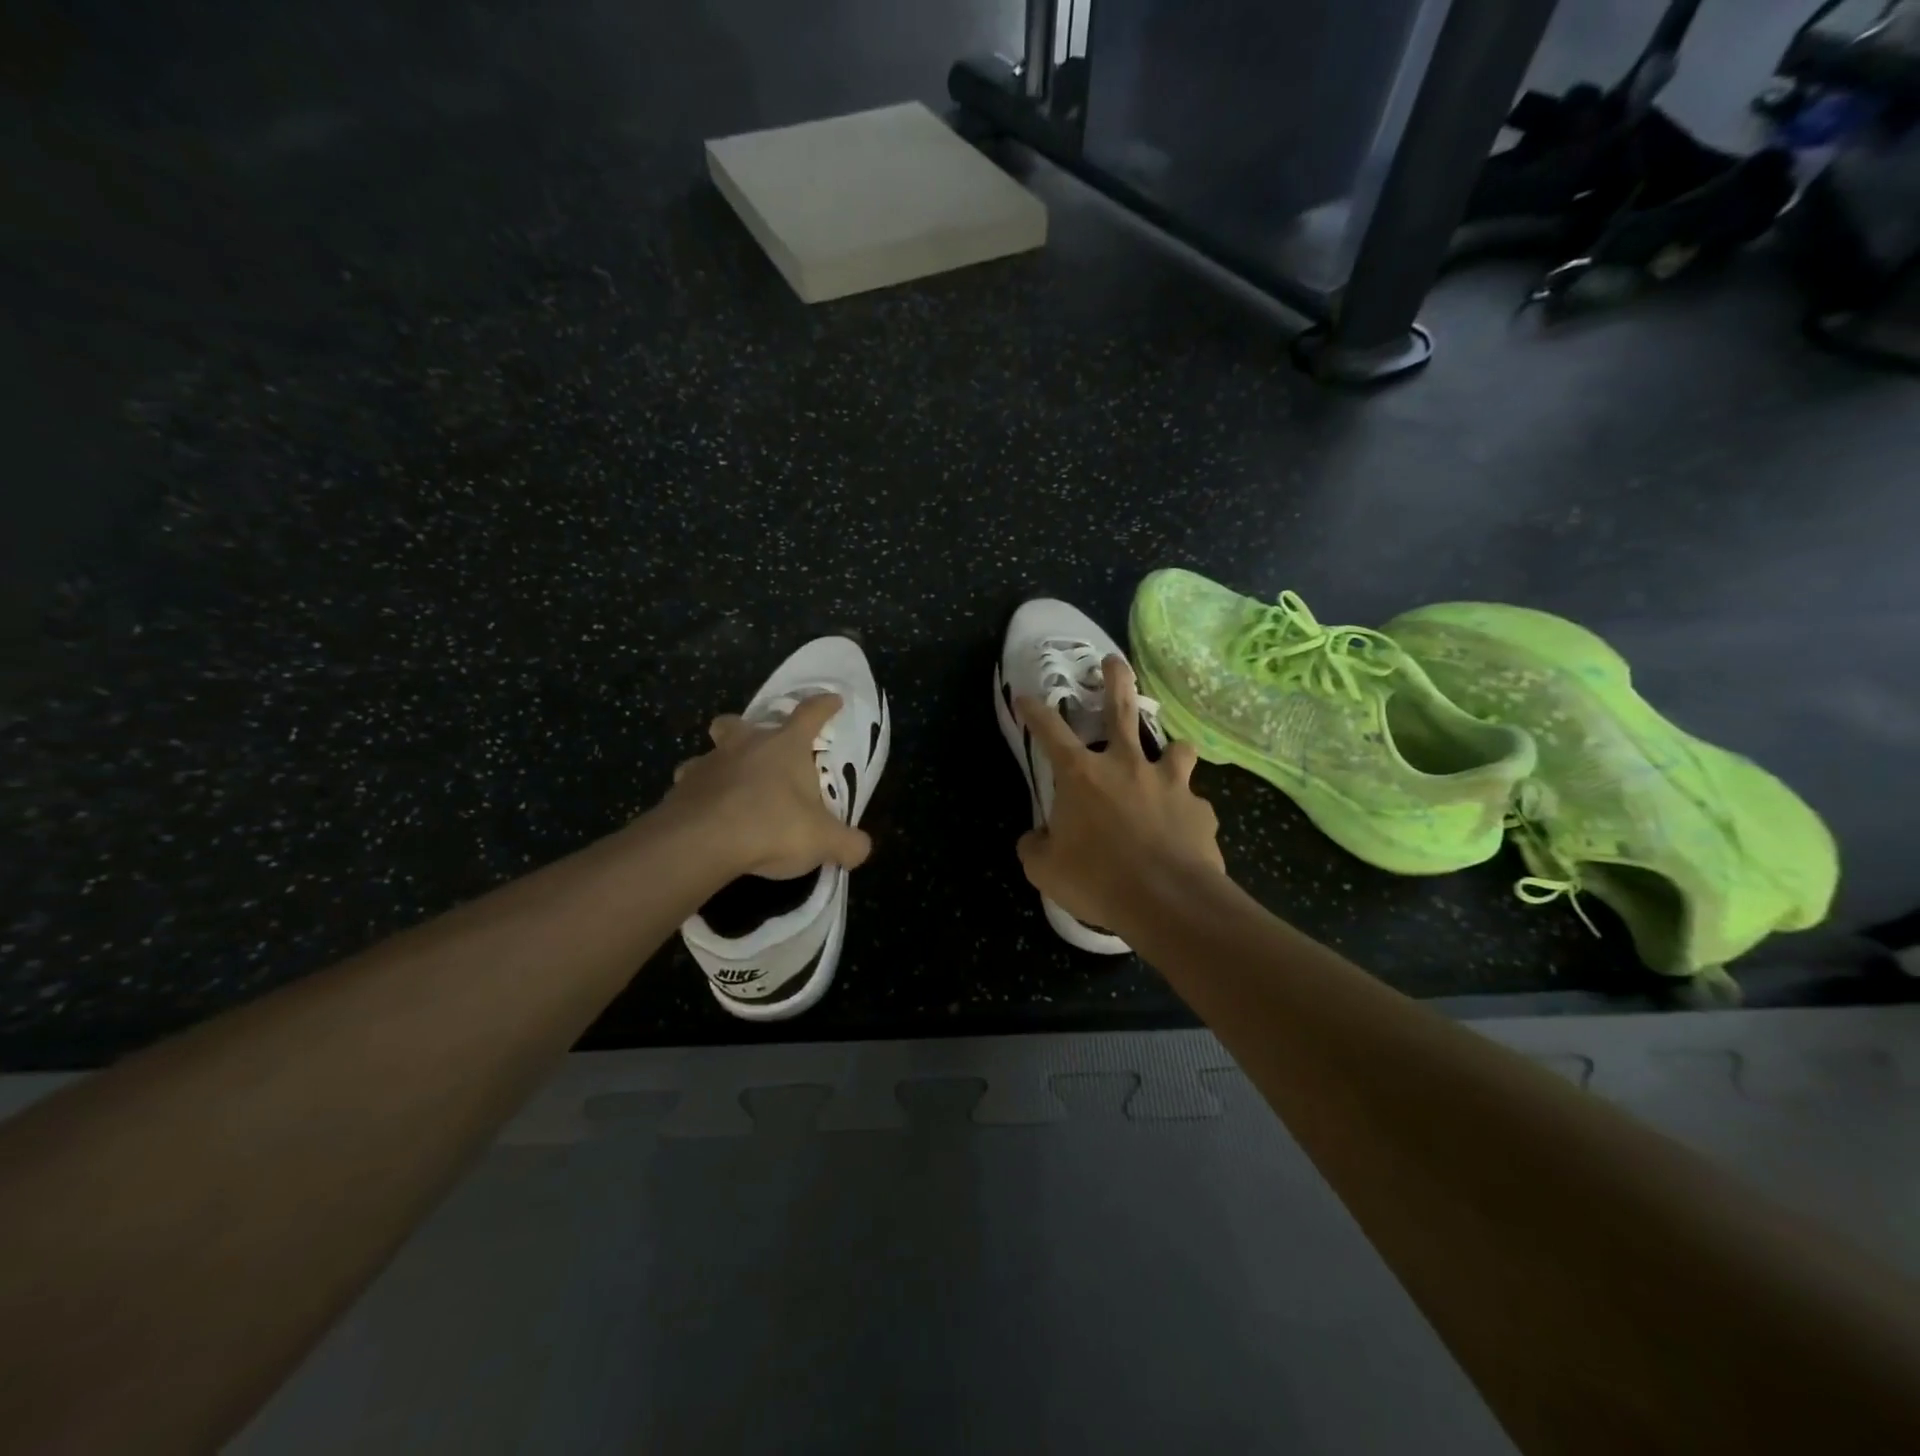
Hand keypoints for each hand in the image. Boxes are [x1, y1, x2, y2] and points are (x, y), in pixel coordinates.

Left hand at [656, 694, 871, 880]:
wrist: (702, 842)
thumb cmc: (773, 825)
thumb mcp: (823, 840)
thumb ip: (848, 844)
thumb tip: (861, 849)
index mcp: (785, 746)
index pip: (810, 714)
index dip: (824, 706)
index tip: (833, 700)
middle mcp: (744, 746)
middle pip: (739, 722)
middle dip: (746, 728)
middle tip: (756, 748)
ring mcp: (707, 765)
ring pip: (708, 754)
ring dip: (718, 766)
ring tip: (728, 790)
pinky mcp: (679, 791)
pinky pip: (690, 788)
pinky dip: (699, 799)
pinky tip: (708, 819)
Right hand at [1016, 655, 1225, 936]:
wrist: (1168, 901)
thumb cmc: (1098, 880)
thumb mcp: (1045, 870)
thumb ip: (1035, 847)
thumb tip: (1035, 839)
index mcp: (1083, 775)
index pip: (1050, 731)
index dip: (1035, 711)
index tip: (1026, 696)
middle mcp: (1127, 766)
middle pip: (1122, 709)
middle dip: (1117, 679)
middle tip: (1114, 661)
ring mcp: (1169, 784)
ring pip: (1176, 748)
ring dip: (1171, 750)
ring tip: (1170, 757)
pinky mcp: (1199, 810)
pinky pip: (1192, 803)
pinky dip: (1185, 810)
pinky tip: (1183, 830)